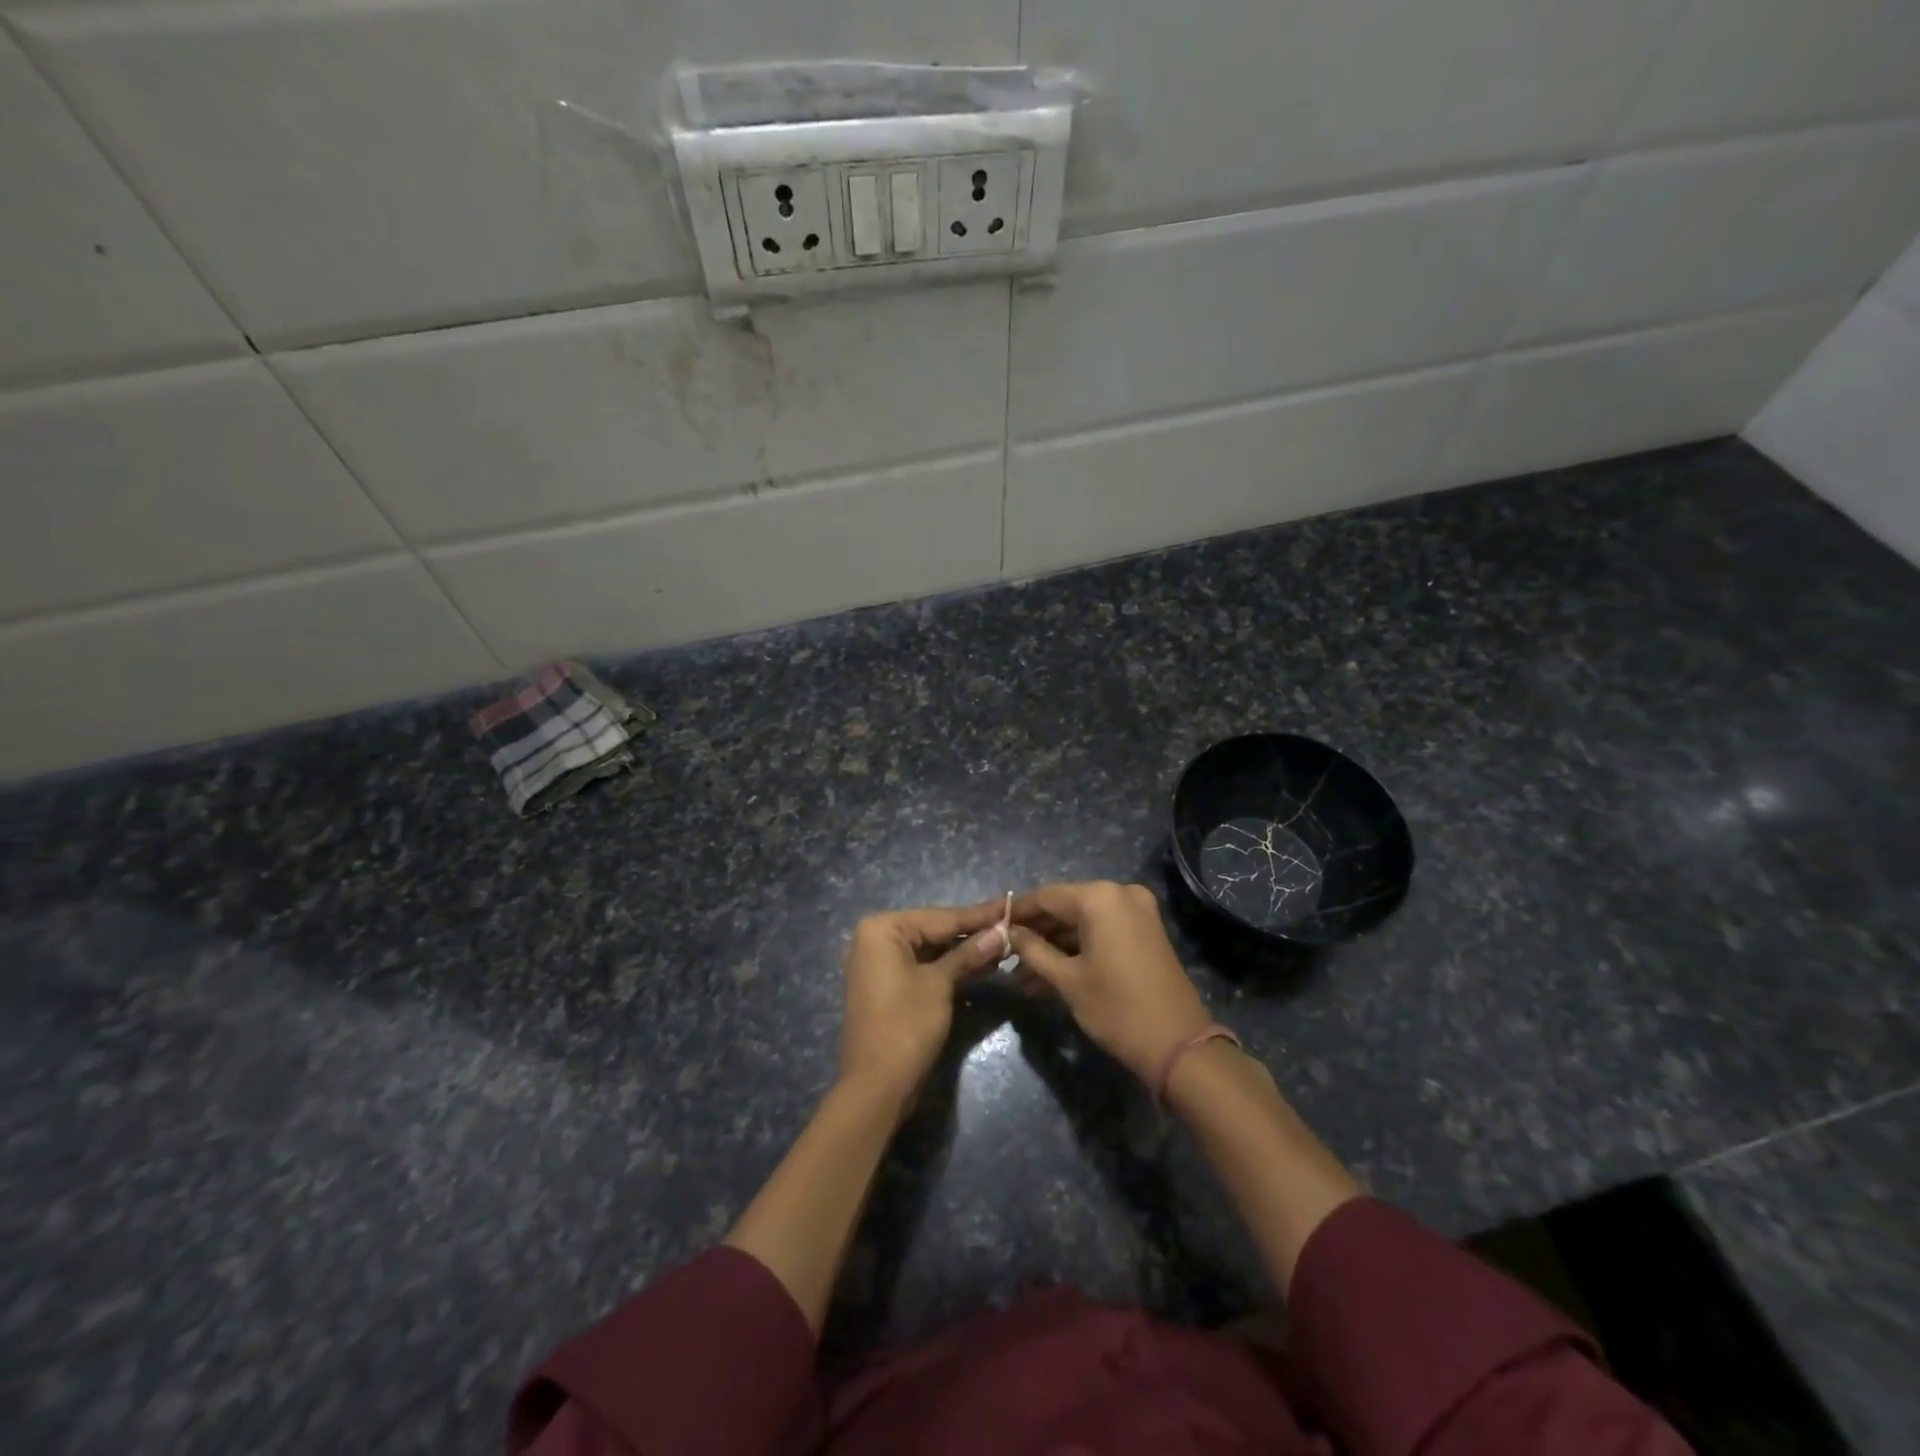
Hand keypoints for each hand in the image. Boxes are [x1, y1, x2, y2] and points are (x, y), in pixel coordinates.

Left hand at [839, 900, 1007, 1111]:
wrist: (876, 1086)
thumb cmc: (906, 1025)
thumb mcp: (940, 984)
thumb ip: (968, 953)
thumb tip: (1000, 932)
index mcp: (882, 929)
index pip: (940, 917)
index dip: (978, 915)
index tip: (1009, 905)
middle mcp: (875, 939)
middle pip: (934, 930)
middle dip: (972, 933)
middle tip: (1011, 926)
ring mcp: (879, 964)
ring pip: (930, 950)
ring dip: (964, 951)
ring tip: (1004, 946)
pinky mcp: (887, 986)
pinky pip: (922, 967)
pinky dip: (948, 968)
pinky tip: (981, 966)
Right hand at [1009, 881, 1213, 1082]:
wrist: (1179, 1045)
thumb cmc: (1117, 1009)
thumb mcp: (1067, 980)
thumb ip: (1032, 950)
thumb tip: (1007, 932)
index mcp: (1099, 898)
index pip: (1045, 897)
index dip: (1016, 913)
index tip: (990, 928)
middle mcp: (1119, 894)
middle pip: (1064, 908)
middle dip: (1035, 935)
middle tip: (1005, 959)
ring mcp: (1137, 912)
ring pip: (1082, 923)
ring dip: (1053, 947)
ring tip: (1023, 979)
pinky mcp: (1145, 931)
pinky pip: (1101, 932)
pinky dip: (1077, 950)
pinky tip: (1050, 976)